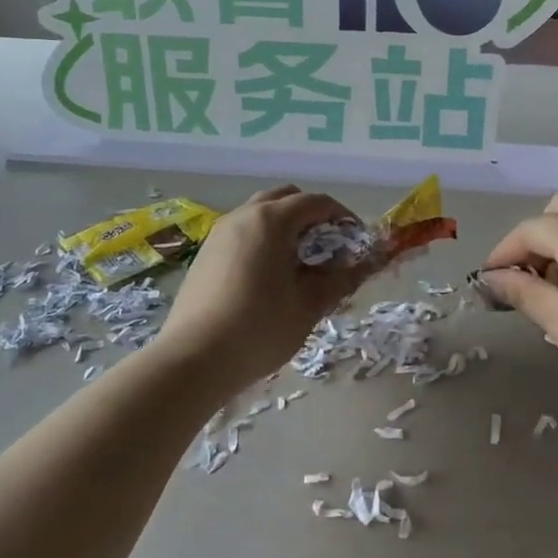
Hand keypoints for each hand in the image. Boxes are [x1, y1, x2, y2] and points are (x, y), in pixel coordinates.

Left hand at [157, 186, 367, 392]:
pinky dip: (263, 240)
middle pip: (286, 198)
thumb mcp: (308, 306)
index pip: (317, 202)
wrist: (193, 359)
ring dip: (285, 227)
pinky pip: (242, 232)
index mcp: (272, 220)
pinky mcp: (205, 253)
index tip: (356, 240)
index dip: (342, 216)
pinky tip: (268, 276)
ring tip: (299, 263)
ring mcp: (220, 233)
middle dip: (312, 215)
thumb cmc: (259, 329)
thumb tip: (364, 266)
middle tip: (328, 247)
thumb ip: (339, 280)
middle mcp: (244, 216)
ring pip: (260, 213)